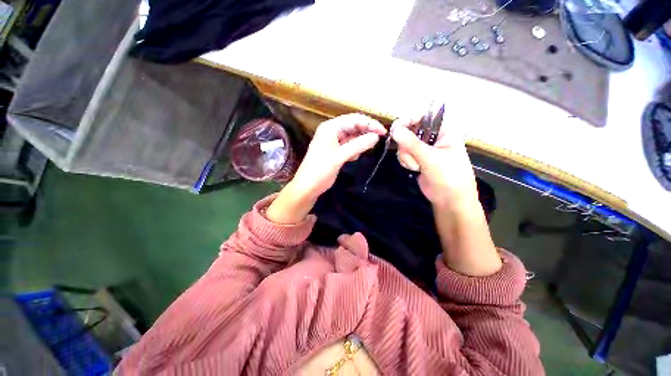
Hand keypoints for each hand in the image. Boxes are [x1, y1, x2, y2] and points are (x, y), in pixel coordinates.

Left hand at [265, 114, 385, 223]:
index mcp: (330, 128)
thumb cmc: (320, 171)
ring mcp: (333, 141)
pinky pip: (349, 145)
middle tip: (379, 140)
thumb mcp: (339, 157)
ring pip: (352, 136)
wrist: (307, 187)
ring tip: (365, 150)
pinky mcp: (335, 150)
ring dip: (360, 142)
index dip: (369, 123)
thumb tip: (376, 137)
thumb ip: (357, 145)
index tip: (383, 132)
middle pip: (353, 125)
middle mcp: (331, 131)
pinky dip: (354, 149)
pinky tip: (354, 157)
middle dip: (366, 132)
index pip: (354, 119)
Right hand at [390, 116, 477, 209]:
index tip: (397, 127)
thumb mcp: (431, 158)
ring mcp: (424, 148)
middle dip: (407, 144)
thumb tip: (394, 129)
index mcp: (444, 130)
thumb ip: (411, 143)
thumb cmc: (449, 175)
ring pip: (404, 143)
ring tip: (417, 166)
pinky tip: (414, 169)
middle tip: (410, 154)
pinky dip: (406, 161)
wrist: (449, 199)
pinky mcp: (417, 158)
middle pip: (410, 129)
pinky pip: (404, 153)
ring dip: (407, 156)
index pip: (424, 116)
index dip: (410, 119)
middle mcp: (433, 136)